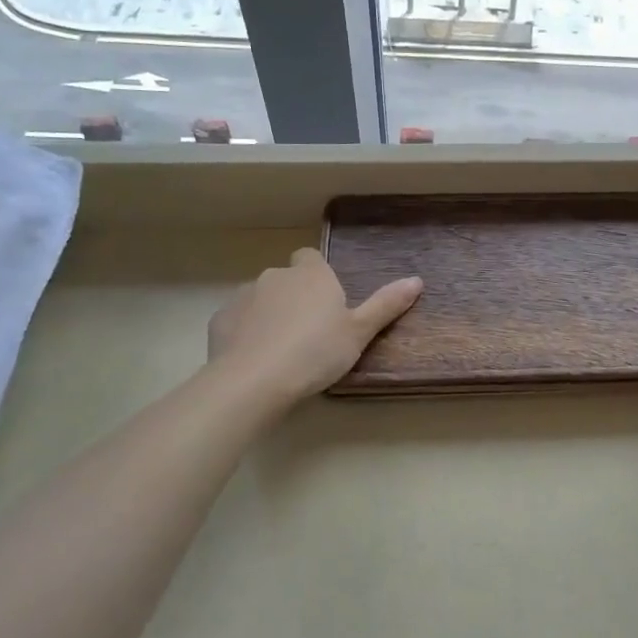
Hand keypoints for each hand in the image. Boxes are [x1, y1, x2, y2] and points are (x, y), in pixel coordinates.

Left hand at [207, 249, 421, 406]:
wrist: (254, 380)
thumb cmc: (315, 352)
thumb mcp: (359, 333)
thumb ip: (386, 305)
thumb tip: (417, 280)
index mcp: (312, 275)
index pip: (311, 257)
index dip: (317, 274)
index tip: (326, 300)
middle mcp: (276, 276)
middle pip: (286, 279)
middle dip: (294, 297)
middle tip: (309, 333)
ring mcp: (244, 295)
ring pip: (260, 298)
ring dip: (269, 314)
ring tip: (280, 350)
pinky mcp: (220, 319)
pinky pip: (237, 320)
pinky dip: (245, 332)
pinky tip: (254, 358)